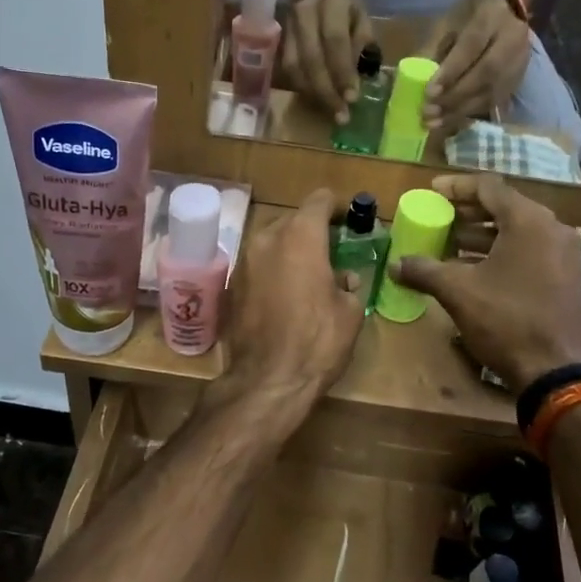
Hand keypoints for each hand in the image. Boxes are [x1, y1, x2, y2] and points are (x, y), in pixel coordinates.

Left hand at [219, 189, 367, 410]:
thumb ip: (348, 284)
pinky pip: (257, 267)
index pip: (319, 200)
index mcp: (300, 236)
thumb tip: (344, 279)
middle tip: (331, 251)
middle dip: (312, 231)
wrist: (267, 381)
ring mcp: (243, 262)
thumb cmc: (317, 341)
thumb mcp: (349, 311)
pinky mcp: (230, 287)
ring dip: (290, 251)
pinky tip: (285, 296)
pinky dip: (272, 272)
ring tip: (308, 275)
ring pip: (271, 243)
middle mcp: (266, 239)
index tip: (348, 220)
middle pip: (292, 219)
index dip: (336, 207)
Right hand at [280, 0, 371, 123]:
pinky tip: (316, 101)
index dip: (342, 71)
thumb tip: (361, 78)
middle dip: (327, 91)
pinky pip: (288, 70)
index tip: (352, 98)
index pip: (335, 41)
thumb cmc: (342, 4)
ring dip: (313, 94)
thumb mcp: (360, 15)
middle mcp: (305, 15)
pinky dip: (302, 89)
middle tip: (341, 116)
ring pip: (295, 68)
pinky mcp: (279, 42)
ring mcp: (288, 29)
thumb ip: (362, 43)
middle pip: (311, 59)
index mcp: (332, 4)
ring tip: (330, 113)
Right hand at [387, 173, 580, 392]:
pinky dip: (503, 253)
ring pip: (518, 232)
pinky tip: (477, 270)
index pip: (488, 188)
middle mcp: (553, 229)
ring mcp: (565, 255)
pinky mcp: (568, 278)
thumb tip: (396, 265)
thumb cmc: (504, 320)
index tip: (432, 192)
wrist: (553, 371)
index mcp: (529, 221)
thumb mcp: (458, 292)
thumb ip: (425, 271)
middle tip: (440, 218)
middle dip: (469, 213)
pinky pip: (531, 252)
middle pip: (505, 208)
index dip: (456, 187)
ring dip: (484, 236)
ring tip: (451, 246)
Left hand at [424, 0, 533, 134]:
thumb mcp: (445, 25)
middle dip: (454, 96)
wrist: (504, 10)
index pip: (471, 48)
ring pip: (491, 92)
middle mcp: (511, 41)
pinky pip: (494, 101)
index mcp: (489, 19)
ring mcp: (518, 63)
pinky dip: (470, 112)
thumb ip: (431, 51)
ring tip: (435, 122)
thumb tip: (414, 83)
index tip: (429, 92)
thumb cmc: (467, 18)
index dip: (450, 73)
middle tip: (428, 112)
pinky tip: (450, 120)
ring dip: (460, 110)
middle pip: (486, 74)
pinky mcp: (517, 80)